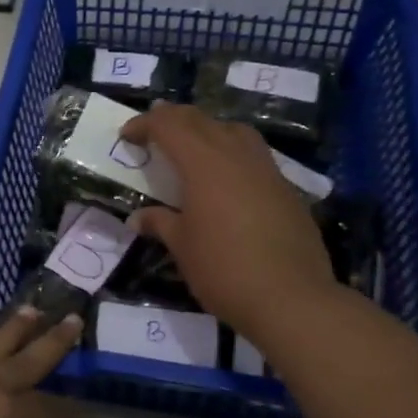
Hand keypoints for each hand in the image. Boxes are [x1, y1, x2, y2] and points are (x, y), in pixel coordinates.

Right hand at [119, 103, 336, 344]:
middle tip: (153, 129)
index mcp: (204, 164)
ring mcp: (266, 170)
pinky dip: (232, 153)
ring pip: (234, 130)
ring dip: (208, 130)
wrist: (291, 298)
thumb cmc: (224, 270)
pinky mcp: (286, 189)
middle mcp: (236, 156)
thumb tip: (139, 218)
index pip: (169, 126)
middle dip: (173, 119)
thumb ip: (160, 223)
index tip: (127, 135)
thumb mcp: (182, 247)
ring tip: (193, 146)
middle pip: (201, 120)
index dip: (145, 124)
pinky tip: (228, 179)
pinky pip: (254, 155)